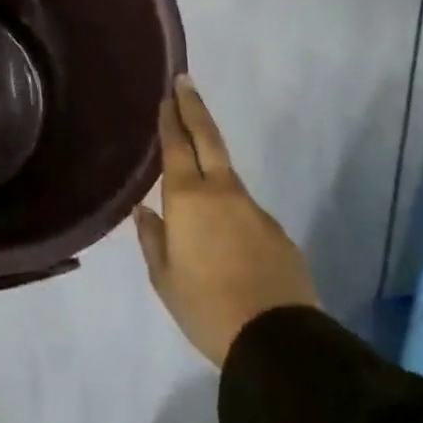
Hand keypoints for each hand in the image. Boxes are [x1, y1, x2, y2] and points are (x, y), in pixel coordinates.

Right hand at [134, 77, 317, 368]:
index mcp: (188, 199)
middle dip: (194, 108)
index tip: (168, 95)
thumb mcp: (164, 278)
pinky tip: (224, 234)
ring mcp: (254, 209)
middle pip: (208, 139)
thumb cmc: (206, 307)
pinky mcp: (277, 231)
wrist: (277, 340)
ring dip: (211, 160)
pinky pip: (244, 208)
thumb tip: (146, 211)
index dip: (170, 118)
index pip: (176, 146)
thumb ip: (153, 239)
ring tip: (195, 169)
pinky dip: (229, 206)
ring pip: (227, 174)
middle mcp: (222, 192)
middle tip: (186, 82)